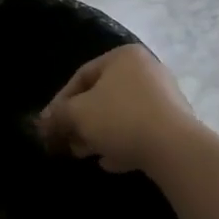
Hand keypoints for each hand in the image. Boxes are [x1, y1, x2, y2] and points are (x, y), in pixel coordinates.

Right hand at [38, 45, 199, 173]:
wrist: (176, 148)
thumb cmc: (120, 118)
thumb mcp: (78, 114)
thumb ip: (57, 116)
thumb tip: (43, 123)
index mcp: (123, 57)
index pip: (81, 76)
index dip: (60, 102)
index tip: (49, 125)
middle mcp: (146, 70)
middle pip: (102, 96)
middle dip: (80, 121)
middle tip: (66, 142)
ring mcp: (164, 96)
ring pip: (121, 114)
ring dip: (98, 134)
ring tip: (84, 154)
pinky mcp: (175, 123)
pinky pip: (141, 129)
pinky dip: (123, 143)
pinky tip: (110, 162)